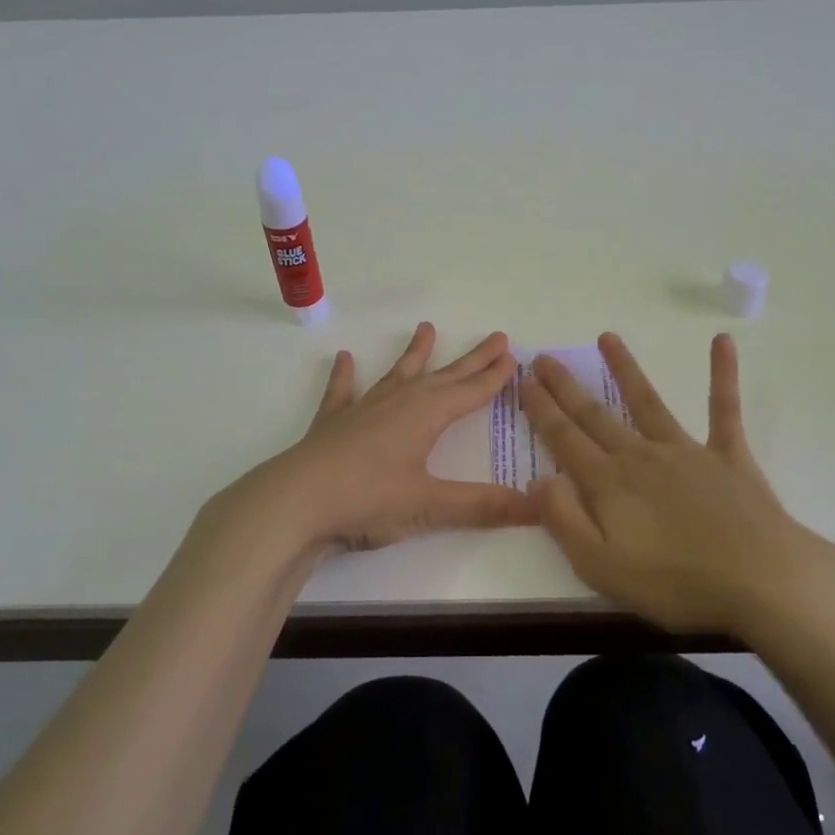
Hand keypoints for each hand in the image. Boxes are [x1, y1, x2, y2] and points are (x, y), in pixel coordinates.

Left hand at [212, 323, 535, 560]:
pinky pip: (342, 393)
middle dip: (471, 360)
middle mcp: (398, 403)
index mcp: (426, 417)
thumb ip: (483, 506)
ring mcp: (362, 410)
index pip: (470, 392)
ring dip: (415, 354)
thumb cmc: (368, 500)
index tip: (513, 356)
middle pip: (443, 376)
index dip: (494, 376)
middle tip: (495, 337)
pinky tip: (344, 360)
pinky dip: (344, 377)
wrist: (295, 502)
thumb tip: (538, 505)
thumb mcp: (430, 506)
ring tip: (426, 328)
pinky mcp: (332, 425)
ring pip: (397, 375)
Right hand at [521, 332, 834, 634]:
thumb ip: (564, 521)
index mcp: (609, 484)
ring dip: (625, 369)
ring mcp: (687, 451)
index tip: (523, 381)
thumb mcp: (601, 567)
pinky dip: (723, 374)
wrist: (761, 580)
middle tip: (543, 358)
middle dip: (566, 386)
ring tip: (607, 337)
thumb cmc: (676, 583)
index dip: (541, 410)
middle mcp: (641, 456)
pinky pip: (724, 409)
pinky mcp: (728, 456)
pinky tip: (723, 341)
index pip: (565, 439)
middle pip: (595, 415)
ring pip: (647, 402)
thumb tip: (538, 479)